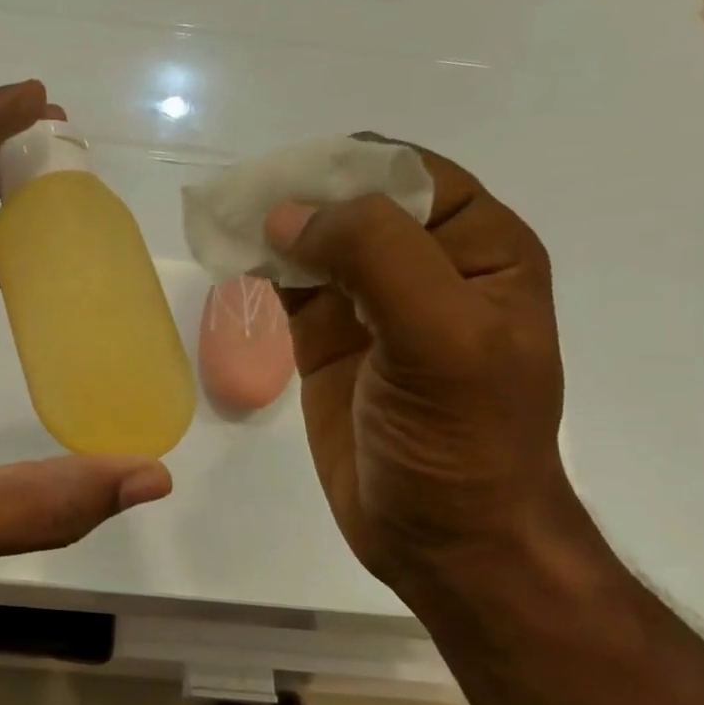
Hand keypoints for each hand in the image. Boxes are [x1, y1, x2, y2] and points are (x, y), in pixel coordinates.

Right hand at [265, 151, 571, 587]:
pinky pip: (289, 282)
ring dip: (272, 226)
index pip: (408, 174)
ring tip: (225, 221)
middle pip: (353, 200)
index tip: (287, 179)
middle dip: (300, 193)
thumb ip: (376, 257)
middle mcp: (425, 265)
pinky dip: (259, 265)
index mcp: (478, 248)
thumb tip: (288, 214)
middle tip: (241, 200)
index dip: (348, 166)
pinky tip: (230, 259)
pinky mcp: (327, 338)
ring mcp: (370, 303)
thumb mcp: (441, 337)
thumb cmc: (461, 440)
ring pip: (314, 239)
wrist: (443, 538)